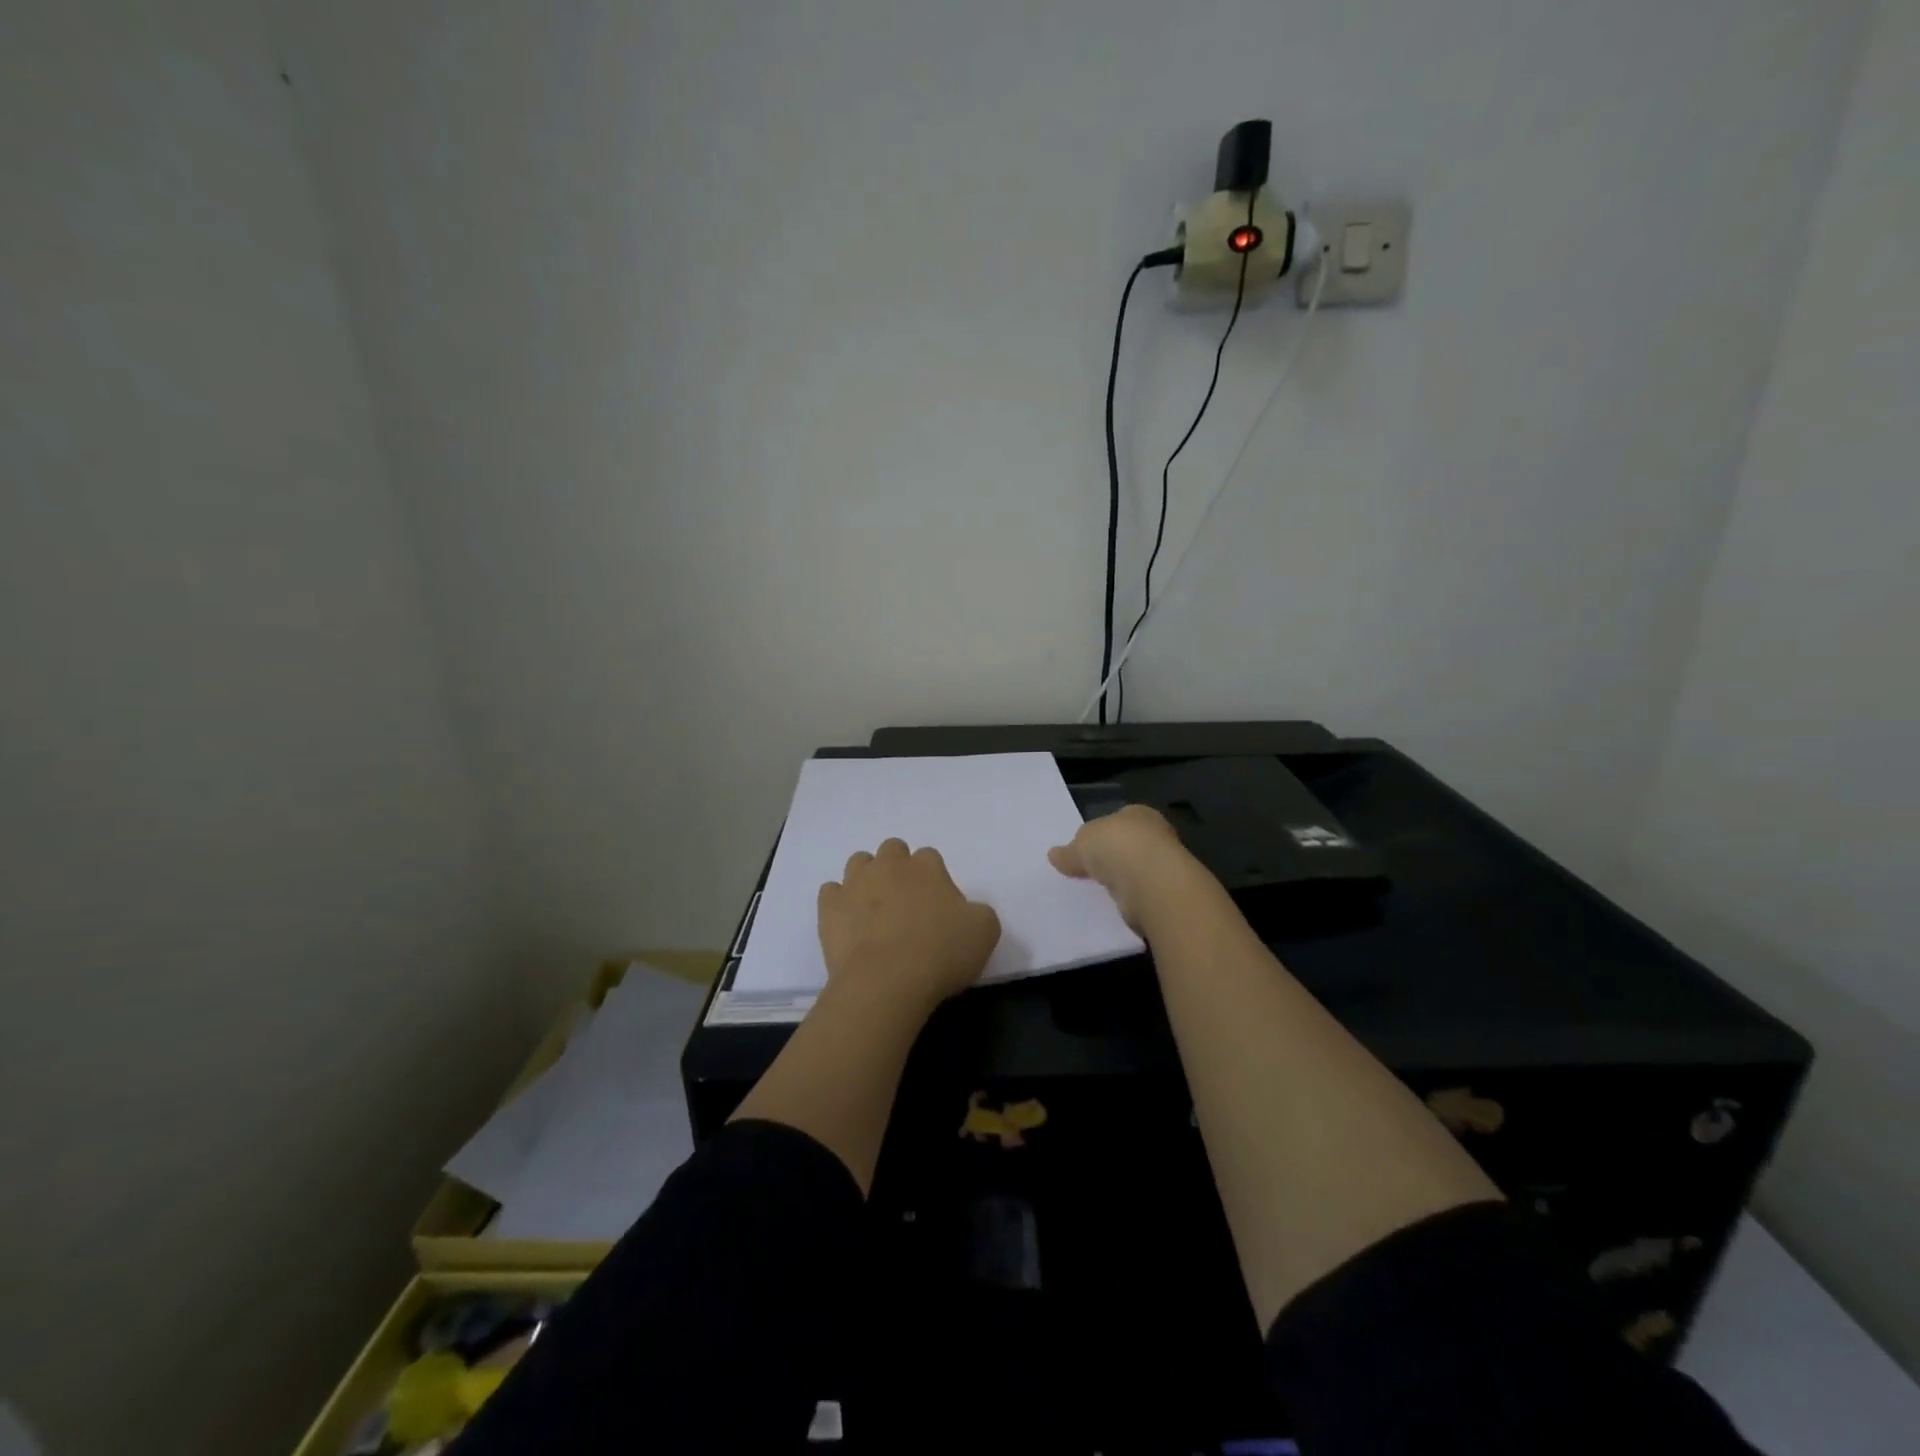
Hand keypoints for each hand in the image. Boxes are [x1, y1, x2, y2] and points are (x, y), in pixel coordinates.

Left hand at [817, 838, 1001, 1013]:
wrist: (886, 982)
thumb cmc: (940, 954)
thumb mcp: (984, 932)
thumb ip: (978, 912)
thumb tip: (965, 911)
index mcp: (927, 866)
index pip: (930, 857)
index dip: (934, 879)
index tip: (937, 907)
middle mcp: (889, 865)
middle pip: (893, 850)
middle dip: (898, 868)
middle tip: (906, 903)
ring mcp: (855, 883)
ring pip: (859, 863)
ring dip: (867, 878)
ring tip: (875, 909)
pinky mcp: (829, 907)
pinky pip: (831, 892)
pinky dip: (839, 903)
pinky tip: (849, 923)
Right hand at [1048, 805, 1202, 929]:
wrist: (1149, 882)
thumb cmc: (1116, 847)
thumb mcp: (1081, 844)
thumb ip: (1069, 851)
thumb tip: (1054, 855)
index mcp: (1138, 813)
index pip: (1117, 819)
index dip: (1100, 832)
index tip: (1085, 849)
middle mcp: (1155, 834)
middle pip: (1127, 844)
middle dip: (1111, 856)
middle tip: (1088, 871)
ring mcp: (1164, 865)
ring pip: (1135, 870)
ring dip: (1121, 879)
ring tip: (1096, 891)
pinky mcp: (1165, 893)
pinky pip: (1140, 893)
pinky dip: (1128, 898)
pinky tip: (1112, 905)